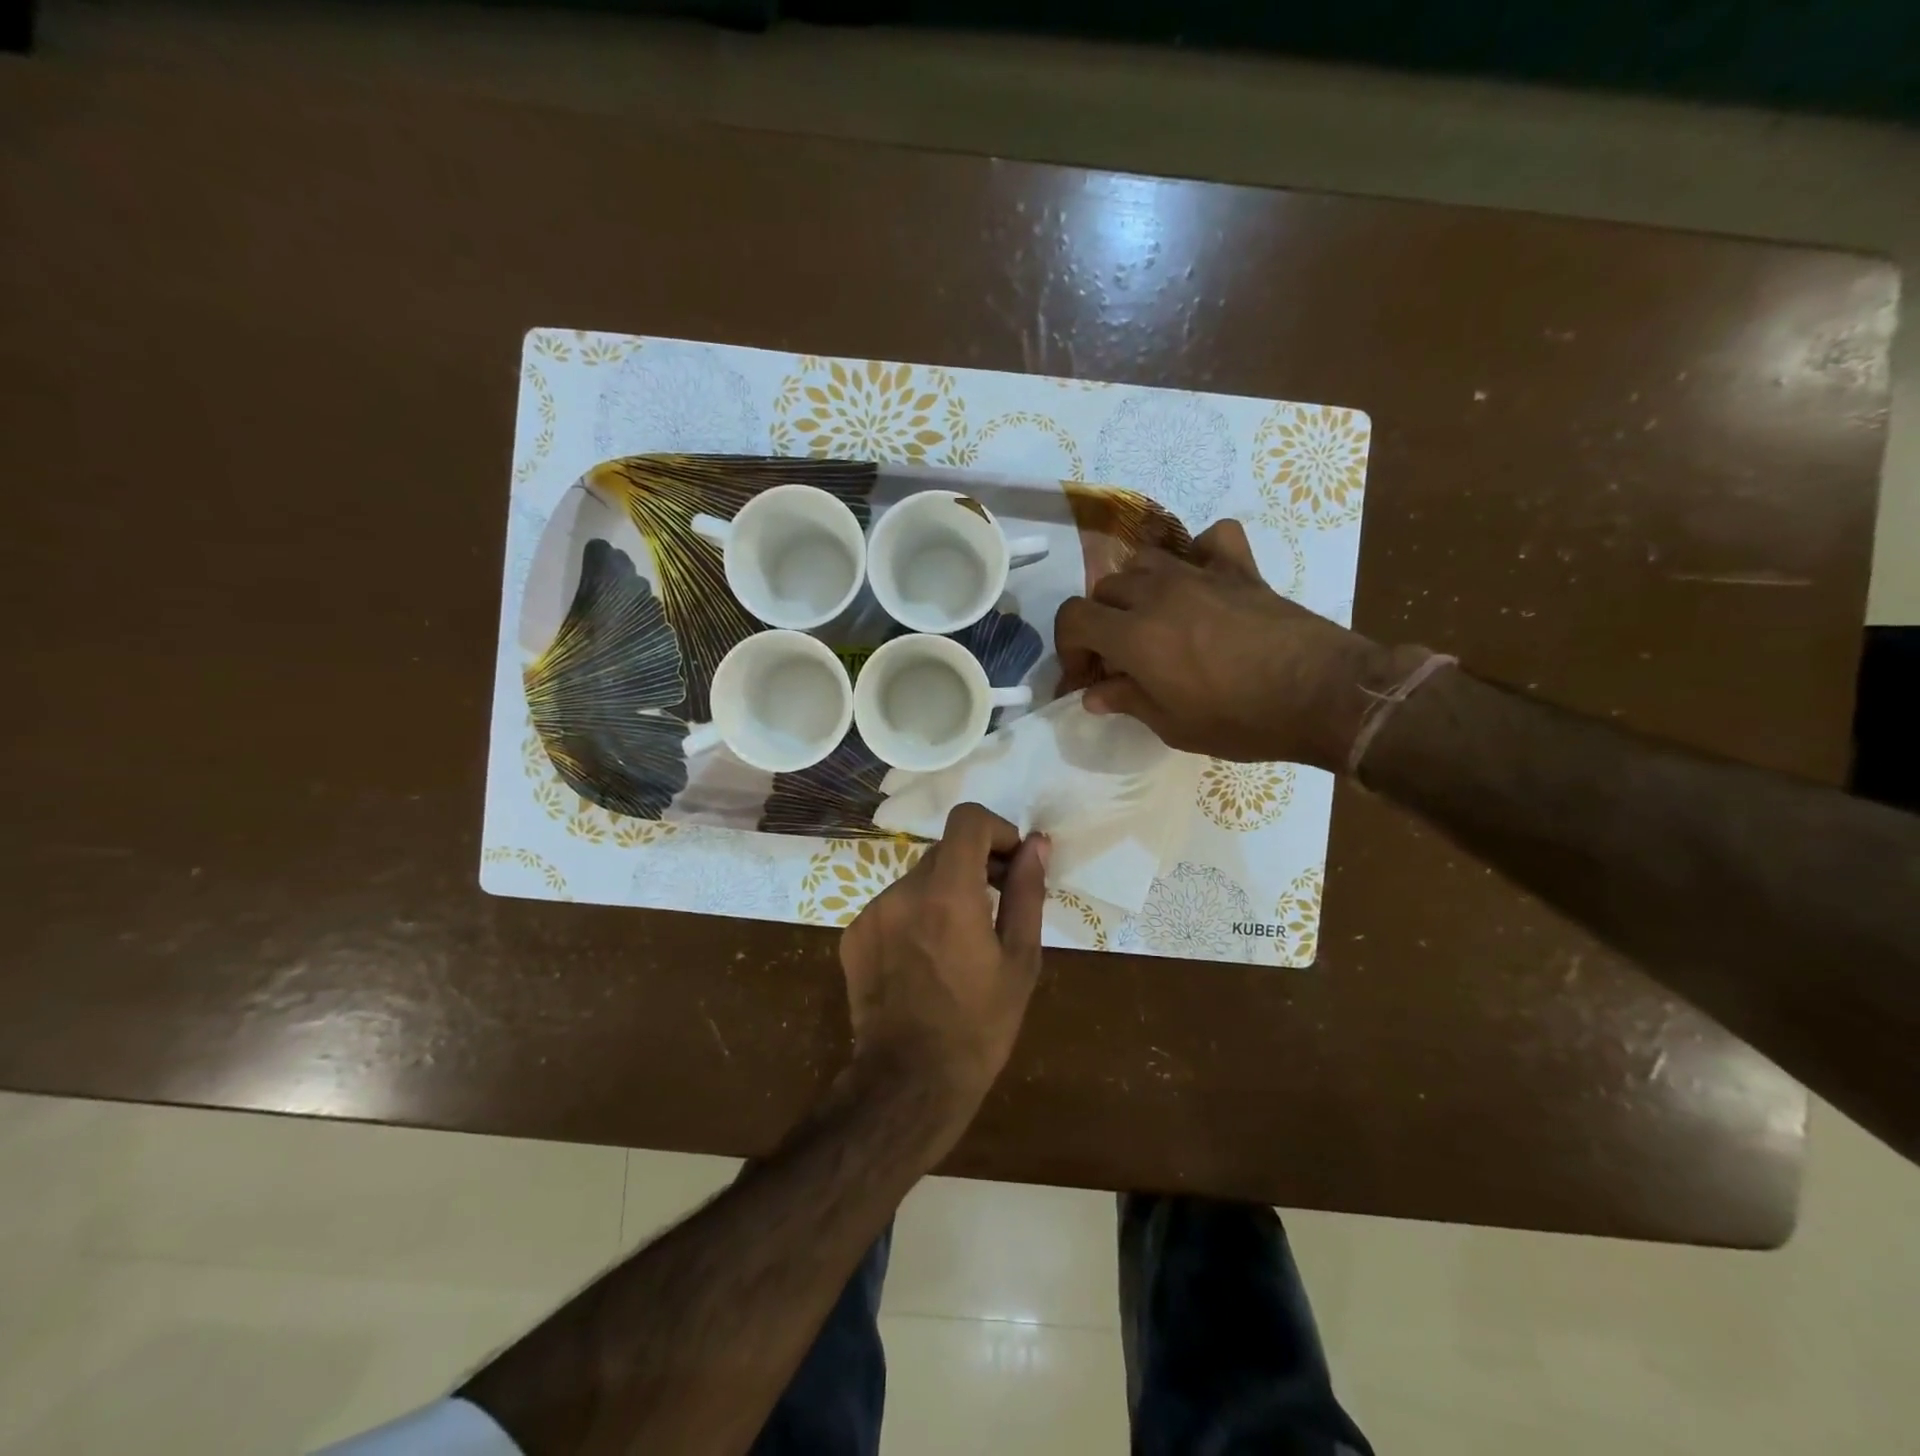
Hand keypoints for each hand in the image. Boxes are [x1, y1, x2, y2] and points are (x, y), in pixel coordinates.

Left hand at [840, 804, 1050, 1111]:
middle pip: (945, 851)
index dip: (996, 830)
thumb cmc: (979, 1025)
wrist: (909, 1081)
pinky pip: (893, 907)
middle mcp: (903, 890)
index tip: (1011, 864)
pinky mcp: (854, 934)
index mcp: (948, 892)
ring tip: (960, 944)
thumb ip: (1026, 892)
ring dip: (944, 894)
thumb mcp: (1020, 959)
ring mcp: (872, 912)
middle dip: (975, 866)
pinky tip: (926, 961)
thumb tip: (1037, 844)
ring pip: (919, 880)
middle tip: (996, 908)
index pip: (968, 819)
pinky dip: (915, 917)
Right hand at [1054, 519, 1415, 770]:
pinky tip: (1201, 579)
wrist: (1323, 695)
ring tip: (1151, 620)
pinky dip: (1198, 553)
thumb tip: (1094, 694)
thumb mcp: (1173, 725)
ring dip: (1136, 589)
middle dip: (1100, 624)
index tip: (1085, 677)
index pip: (1074, 617)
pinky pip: (1210, 540)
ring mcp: (1201, 574)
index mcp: (1135, 635)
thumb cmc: (1242, 720)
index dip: (1069, 647)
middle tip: (1117, 659)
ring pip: (1145, 561)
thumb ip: (1127, 701)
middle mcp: (1158, 594)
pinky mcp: (1240, 569)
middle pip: (1105, 589)